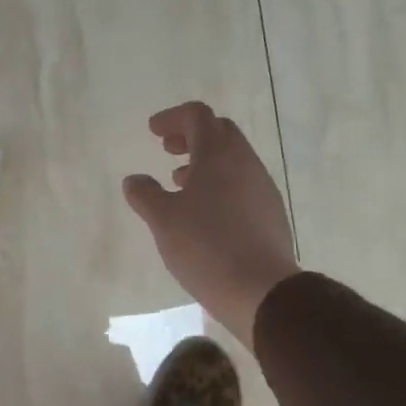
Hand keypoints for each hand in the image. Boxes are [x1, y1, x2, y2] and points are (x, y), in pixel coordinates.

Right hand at [122, 102, 299, 348]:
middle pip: (219, 131)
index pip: (197, 115)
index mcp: (217, 155)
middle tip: (167, 150)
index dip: (173, 118)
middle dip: (191, 135)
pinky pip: (243, 183)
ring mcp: (263, 187)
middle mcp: (245, 163)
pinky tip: (206, 212)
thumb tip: (134, 180)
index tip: (153, 132)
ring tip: (181, 182)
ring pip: (233, 159)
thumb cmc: (206, 247)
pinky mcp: (271, 212)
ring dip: (206, 161)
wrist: (262, 290)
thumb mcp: (163, 220)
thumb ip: (145, 194)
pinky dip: (221, 183)